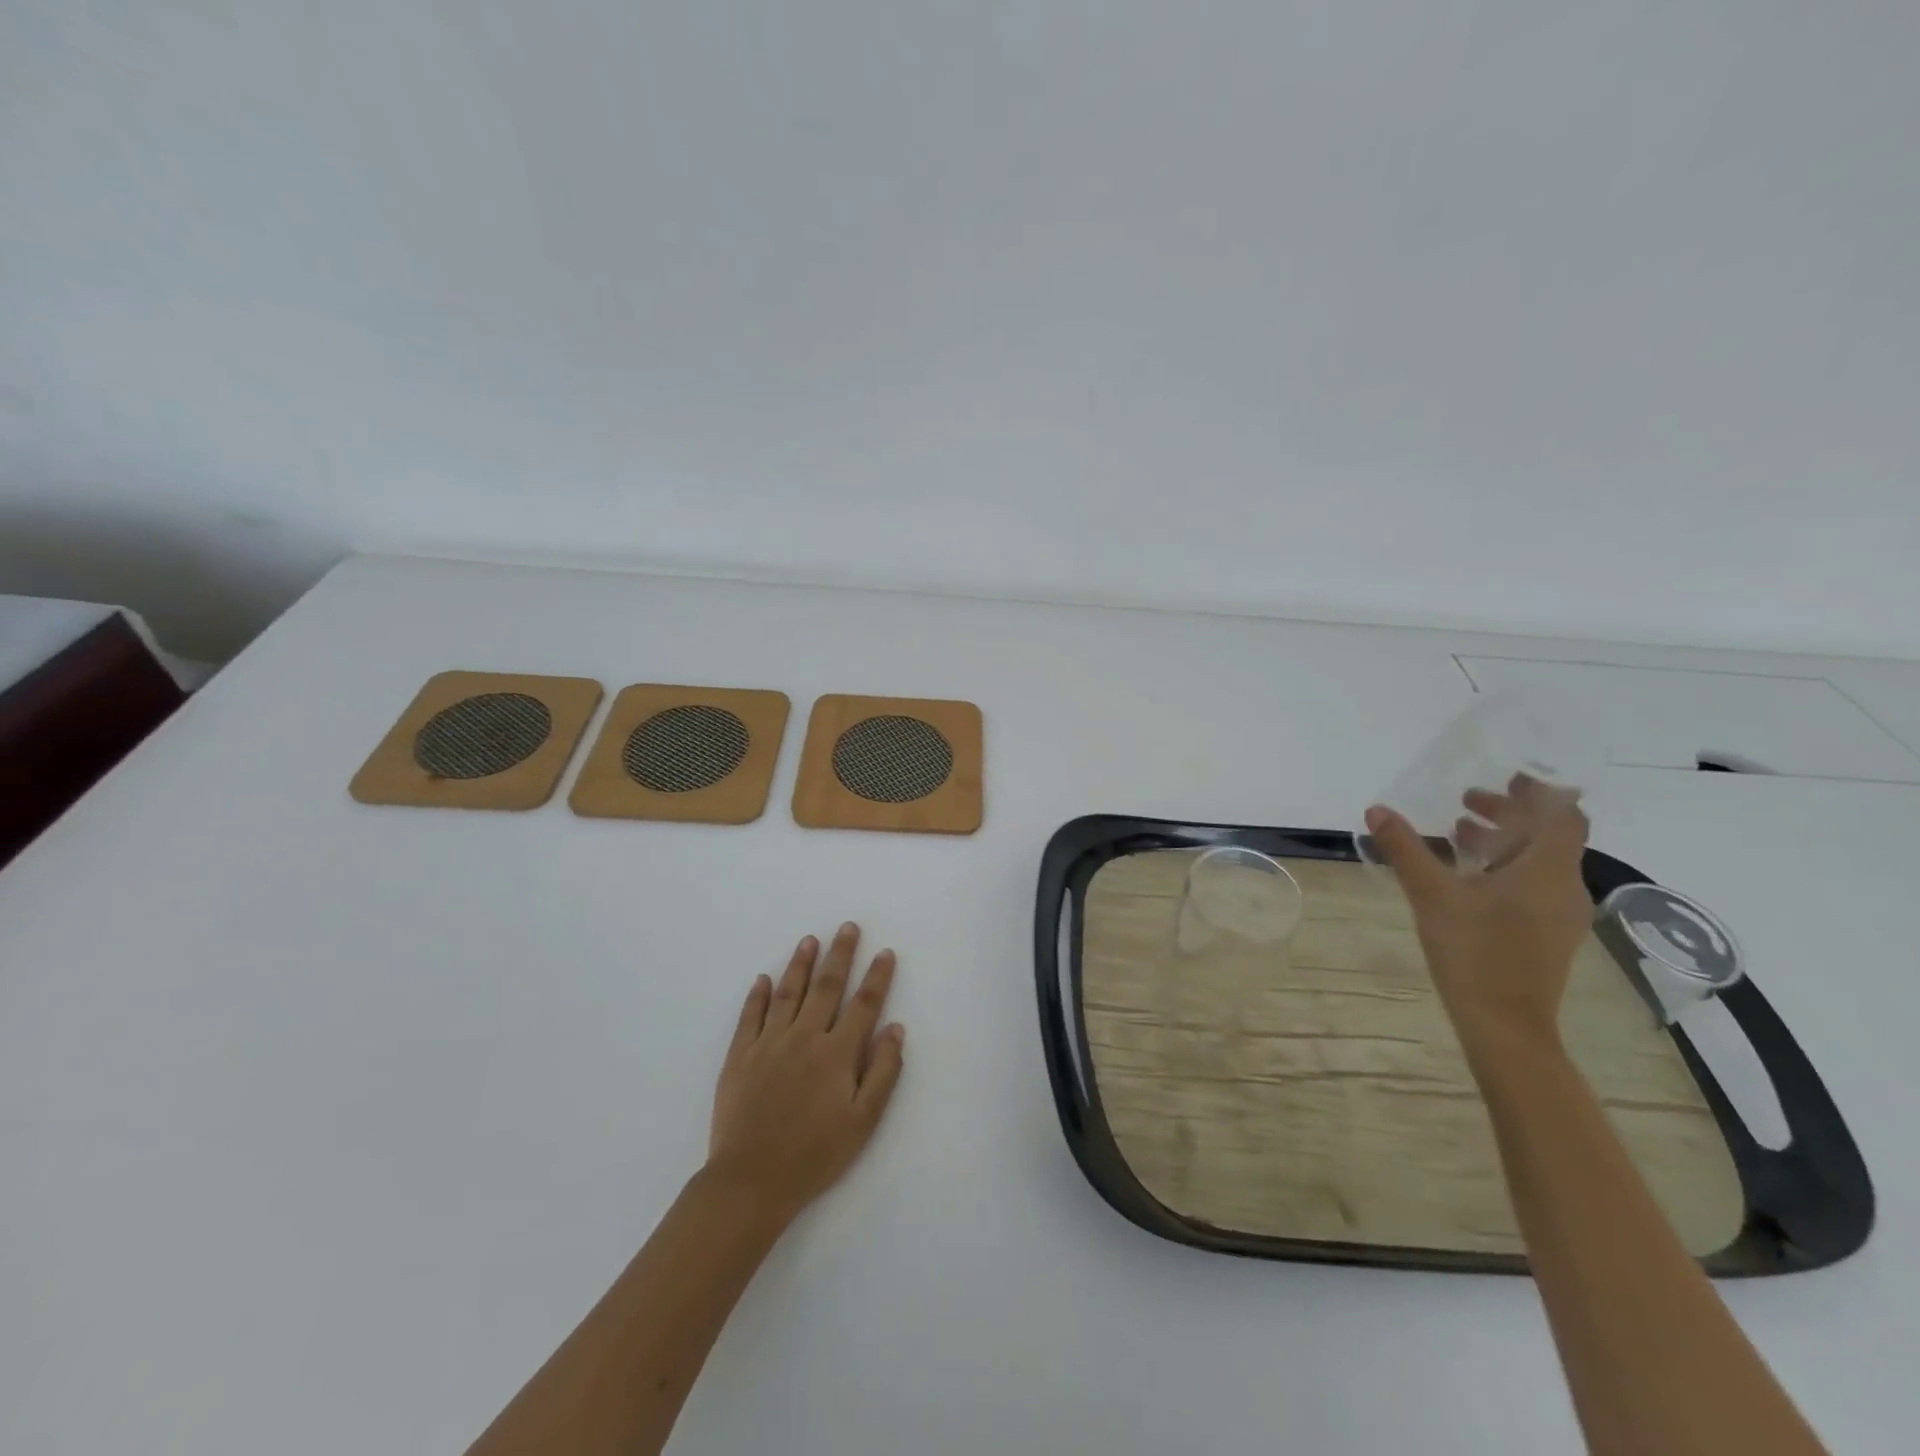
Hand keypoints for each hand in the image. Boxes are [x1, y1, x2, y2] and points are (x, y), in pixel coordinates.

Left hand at [707, 923, 905, 1225]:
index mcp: (836, 1053)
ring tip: (810, 940)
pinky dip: (757, 995)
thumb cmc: (815, 1155)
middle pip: (827, 986)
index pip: (863, 1004)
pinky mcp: (739, 1056)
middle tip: (848, 927)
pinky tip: (763, 979)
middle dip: (841, 954)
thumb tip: (896, 1028)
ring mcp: (768, 1043)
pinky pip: (750, 1016)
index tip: (885, 952)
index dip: (877, 977)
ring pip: (789, 993)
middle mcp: (804, 1037)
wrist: (750, 1181)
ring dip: (801, 964)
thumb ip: (883, 1072)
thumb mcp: (863, 1122)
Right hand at [1364, 777, 1591, 1057]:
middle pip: (1548, 835)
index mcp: (1547, 870)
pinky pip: (1532, 884)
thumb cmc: (1474, 952)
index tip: (1508, 776)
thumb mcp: (1431, 894)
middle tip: (1467, 800)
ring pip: (1538, 861)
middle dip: (1510, 813)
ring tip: (1458, 832)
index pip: (1564, 815)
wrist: (1505, 1025)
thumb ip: (1406, 849)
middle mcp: (1563, 887)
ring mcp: (1559, 914)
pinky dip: (1504, 867)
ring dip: (1504, 840)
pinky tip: (1467, 876)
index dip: (1541, 791)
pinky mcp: (1547, 934)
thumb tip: (1376, 810)